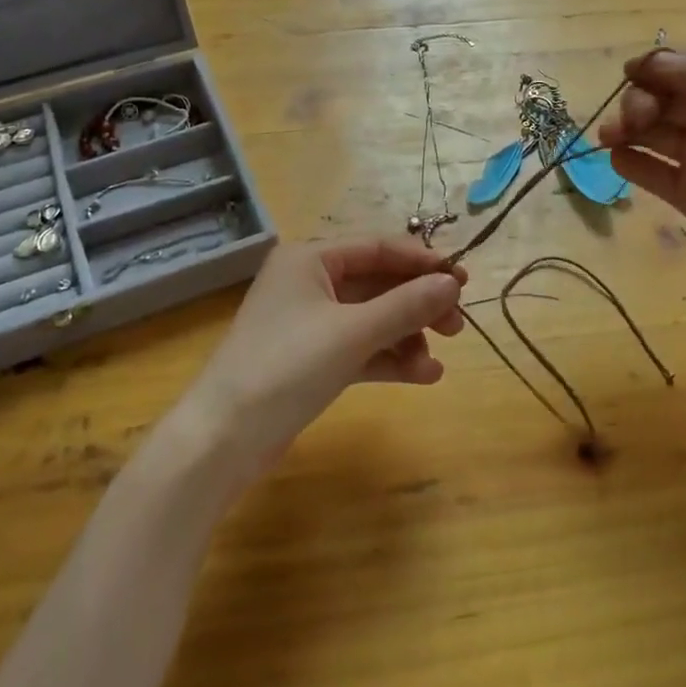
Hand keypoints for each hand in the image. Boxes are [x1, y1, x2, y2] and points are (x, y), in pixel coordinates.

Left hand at [169, 238, 466, 489]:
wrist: (222, 439)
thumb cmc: (286, 367)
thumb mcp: (353, 332)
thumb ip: (406, 305)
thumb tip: (451, 283)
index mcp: (311, 258)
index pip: (379, 247)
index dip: (423, 262)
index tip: (463, 281)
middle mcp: (309, 282)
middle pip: (378, 283)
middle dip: (418, 303)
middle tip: (457, 326)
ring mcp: (309, 322)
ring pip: (372, 318)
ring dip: (407, 335)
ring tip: (439, 359)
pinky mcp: (311, 359)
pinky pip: (360, 347)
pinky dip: (389, 357)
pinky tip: (423, 375)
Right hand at [600, 49, 685, 343]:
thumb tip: (647, 62)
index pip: (684, 67)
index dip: (654, 67)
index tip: (629, 73)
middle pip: (660, 98)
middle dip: (638, 101)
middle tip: (634, 120)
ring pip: (648, 132)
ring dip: (624, 128)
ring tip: (611, 138)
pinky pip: (648, 171)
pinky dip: (628, 162)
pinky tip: (619, 159)